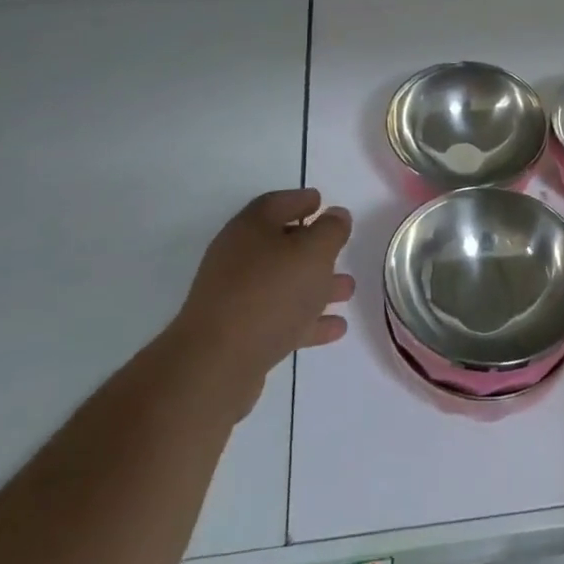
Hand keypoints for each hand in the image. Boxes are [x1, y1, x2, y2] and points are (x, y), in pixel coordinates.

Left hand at [167, 189, 354, 418]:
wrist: (216, 364)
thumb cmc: (270, 293)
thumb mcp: (313, 252)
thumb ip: (330, 230)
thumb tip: (336, 214)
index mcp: (251, 228)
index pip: (277, 203)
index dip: (301, 200)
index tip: (322, 202)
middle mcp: (239, 257)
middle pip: (280, 244)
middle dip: (314, 248)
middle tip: (341, 250)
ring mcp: (236, 297)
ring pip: (283, 284)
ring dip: (316, 285)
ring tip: (347, 290)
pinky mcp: (239, 334)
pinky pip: (280, 318)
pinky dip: (307, 320)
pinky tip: (335, 328)